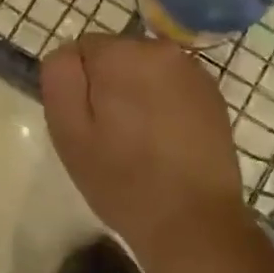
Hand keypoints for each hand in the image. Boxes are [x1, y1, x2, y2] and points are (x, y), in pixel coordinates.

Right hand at [42, 35, 262, 272]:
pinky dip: (165, 102)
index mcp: (122, 53)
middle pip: (116, 55)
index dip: (81, 86)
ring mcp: (192, 69)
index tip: (90, 124)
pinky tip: (168, 142)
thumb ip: (61, 78)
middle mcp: (160, 48)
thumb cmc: (124, 180)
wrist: (195, 224)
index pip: (83, 49)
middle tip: (113, 135)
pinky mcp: (212, 93)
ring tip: (142, 141)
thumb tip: (69, 53)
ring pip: (144, 68)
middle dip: (110, 84)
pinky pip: (172, 84)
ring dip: (138, 91)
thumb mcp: (69, 132)